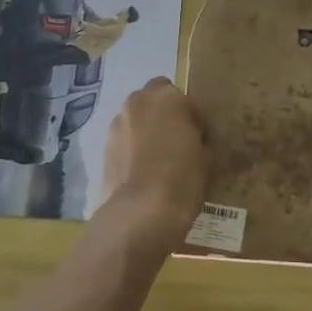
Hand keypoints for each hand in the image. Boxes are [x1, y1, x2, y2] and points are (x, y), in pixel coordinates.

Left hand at [95, 78, 210, 257]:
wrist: (140, 212)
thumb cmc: (181, 180)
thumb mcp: (207, 159)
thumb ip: (200, 140)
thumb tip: (195, 142)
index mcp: (169, 98)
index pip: (189, 102)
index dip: (197, 121)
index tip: (201, 141)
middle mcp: (139, 101)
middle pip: (156, 98)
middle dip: (167, 113)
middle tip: (178, 141)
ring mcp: (118, 122)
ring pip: (137, 117)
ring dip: (147, 128)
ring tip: (158, 157)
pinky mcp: (104, 145)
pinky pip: (125, 138)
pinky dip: (133, 146)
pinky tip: (142, 169)